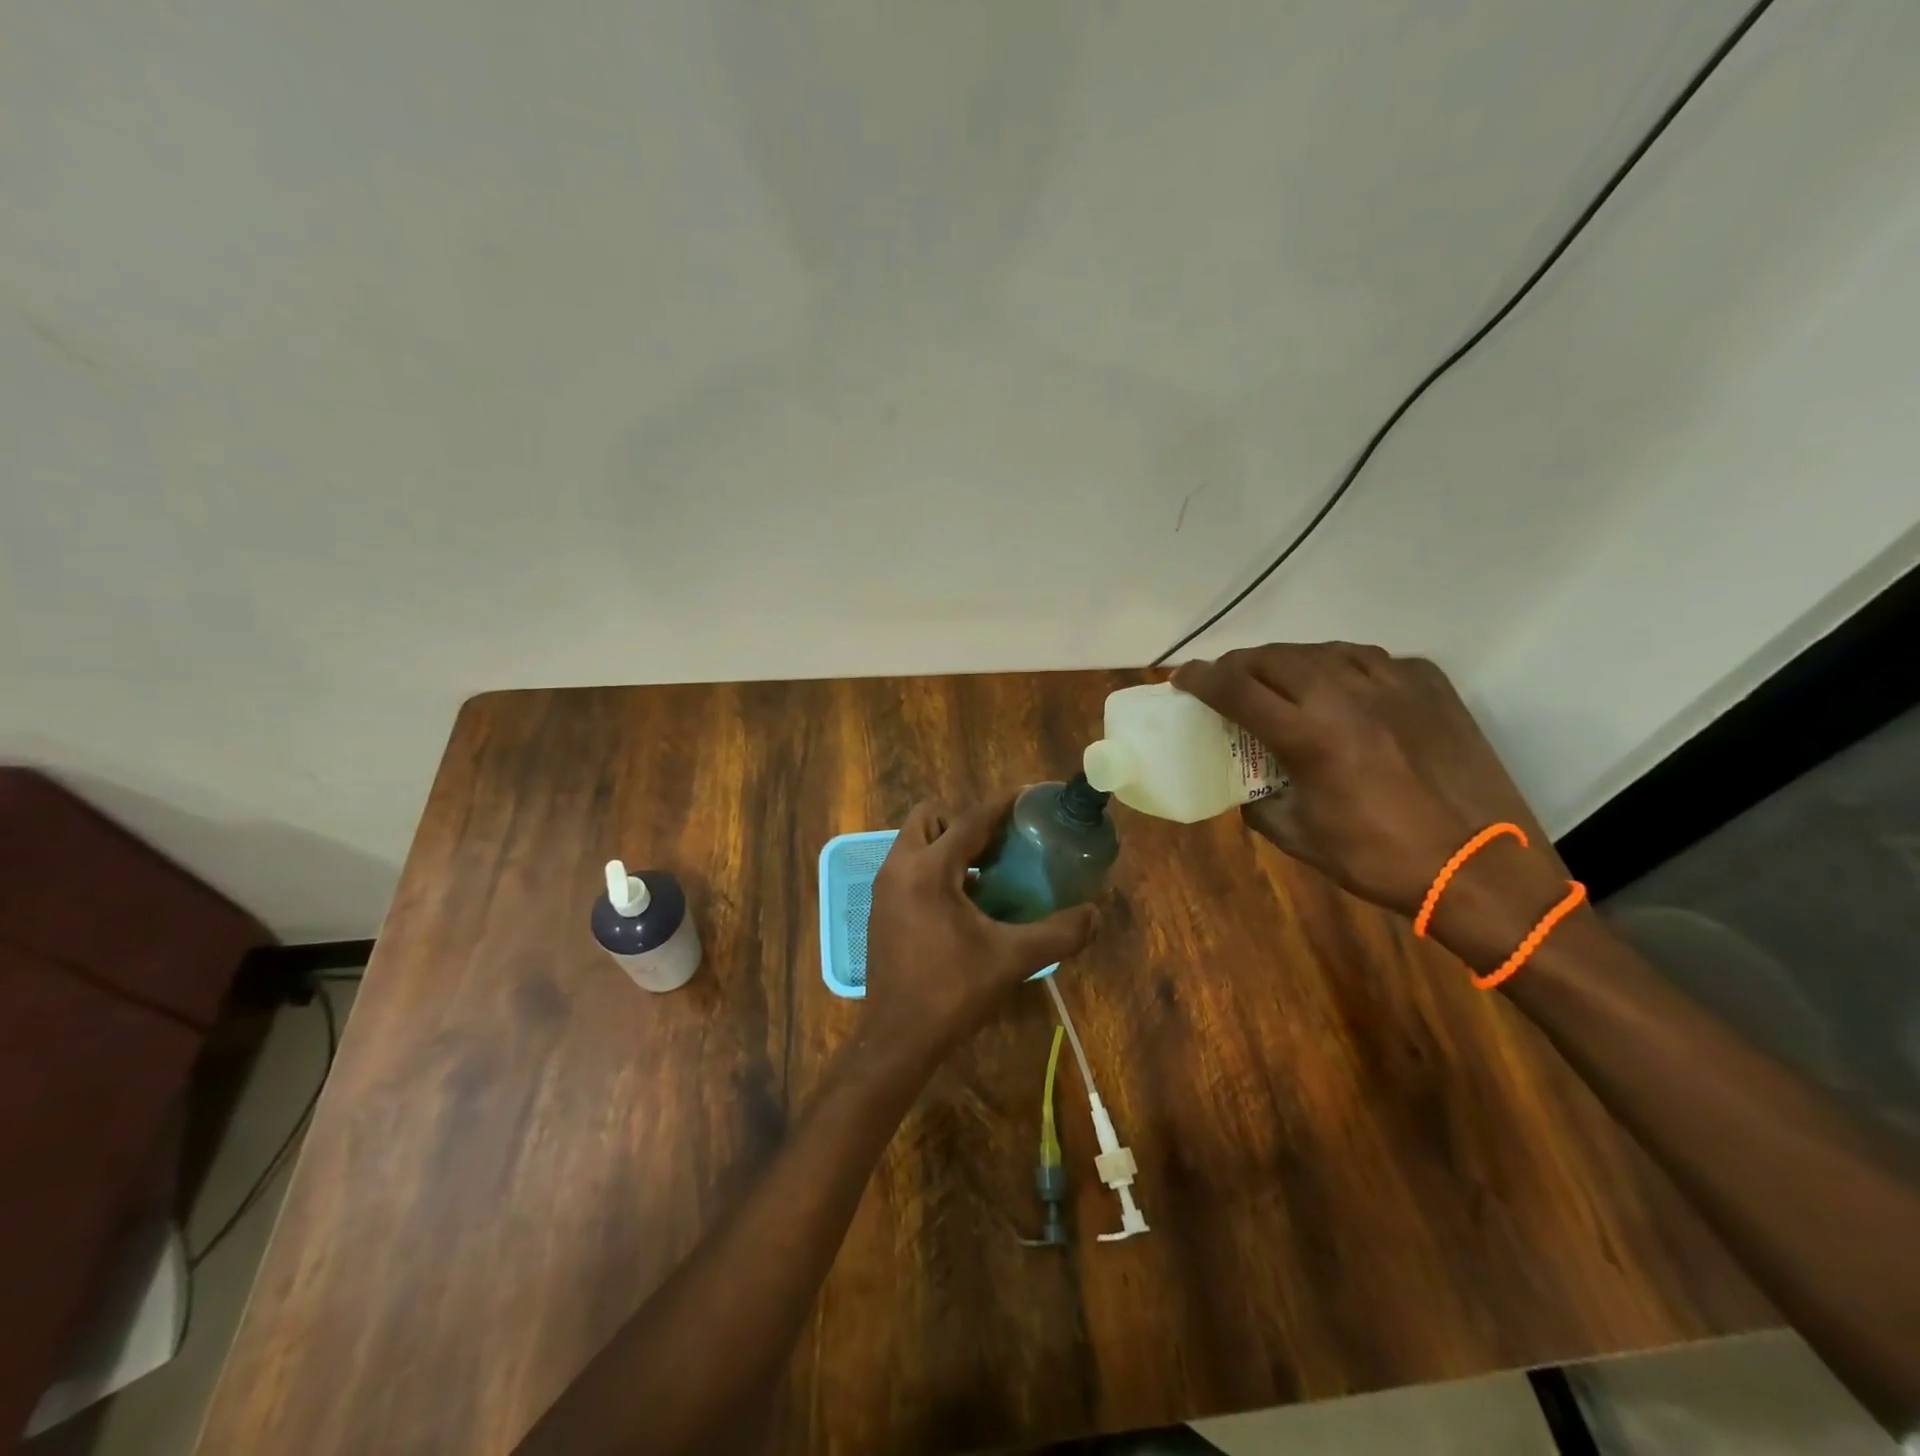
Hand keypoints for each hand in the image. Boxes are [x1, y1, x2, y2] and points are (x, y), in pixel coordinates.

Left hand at [861, 798, 1097, 1063]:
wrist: (897, 1037)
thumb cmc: (952, 991)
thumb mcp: (1012, 959)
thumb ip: (1058, 933)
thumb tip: (1094, 913)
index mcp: (929, 869)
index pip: (970, 820)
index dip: (1002, 805)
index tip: (1029, 796)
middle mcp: (899, 867)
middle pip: (929, 817)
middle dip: (962, 821)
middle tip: (998, 844)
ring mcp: (884, 888)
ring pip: (914, 842)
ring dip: (946, 844)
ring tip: (986, 871)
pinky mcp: (880, 908)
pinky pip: (907, 867)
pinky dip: (932, 867)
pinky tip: (963, 901)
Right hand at [1172, 644, 1568, 961]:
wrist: (1482, 868)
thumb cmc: (1382, 861)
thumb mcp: (1300, 839)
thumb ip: (1259, 803)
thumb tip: (1243, 786)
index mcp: (1310, 737)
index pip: (1236, 689)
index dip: (1200, 679)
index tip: (1182, 679)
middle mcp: (1347, 696)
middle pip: (1273, 657)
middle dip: (1238, 665)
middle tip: (1226, 682)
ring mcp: (1394, 683)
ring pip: (1321, 650)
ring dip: (1288, 661)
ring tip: (1279, 681)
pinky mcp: (1430, 684)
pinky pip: (1371, 659)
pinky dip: (1342, 667)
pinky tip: (1342, 689)